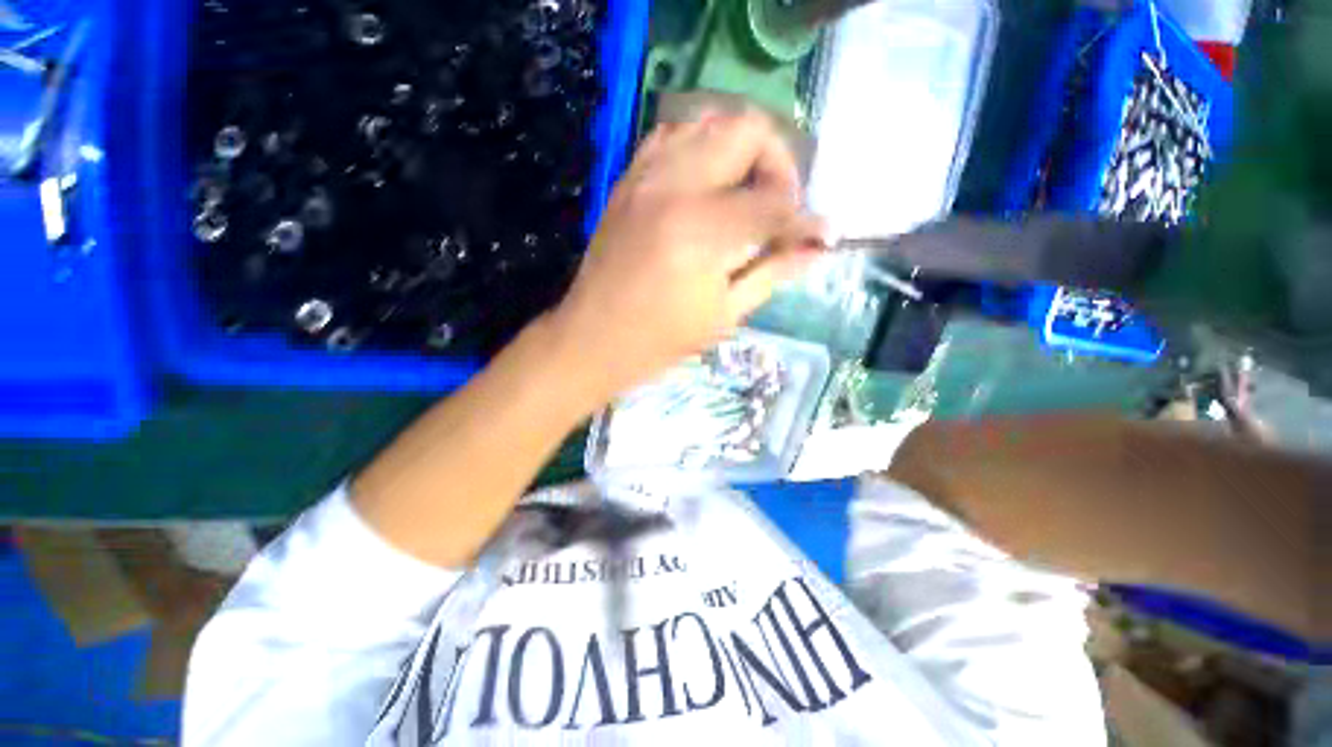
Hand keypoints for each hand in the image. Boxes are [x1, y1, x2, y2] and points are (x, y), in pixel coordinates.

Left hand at [548, 110, 825, 400]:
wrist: (593, 338)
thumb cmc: (660, 340)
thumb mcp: (725, 314)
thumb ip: (774, 272)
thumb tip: (816, 245)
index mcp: (703, 231)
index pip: (775, 202)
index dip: (805, 218)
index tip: (819, 234)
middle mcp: (675, 187)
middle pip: (747, 131)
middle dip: (778, 164)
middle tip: (779, 207)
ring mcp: (645, 176)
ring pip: (709, 121)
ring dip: (740, 149)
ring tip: (746, 193)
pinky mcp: (627, 180)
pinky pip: (672, 135)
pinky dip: (701, 146)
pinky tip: (708, 182)